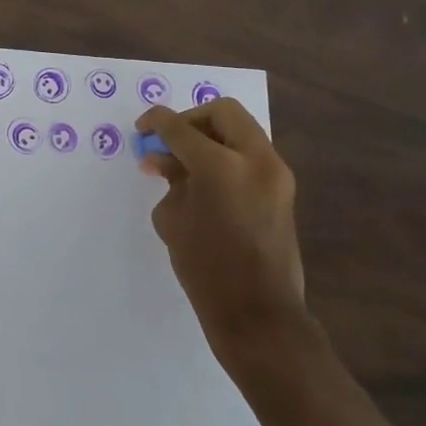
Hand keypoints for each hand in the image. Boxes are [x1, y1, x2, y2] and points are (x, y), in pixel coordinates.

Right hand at [137, 98, 308, 357]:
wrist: (258, 313)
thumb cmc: (206, 268)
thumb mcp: (173, 220)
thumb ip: (169, 180)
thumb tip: (163, 161)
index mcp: (221, 165)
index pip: (180, 128)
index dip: (156, 122)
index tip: (142, 128)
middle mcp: (255, 159)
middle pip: (223, 112)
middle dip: (191, 120)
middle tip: (170, 141)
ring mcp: (276, 174)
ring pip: (242, 131)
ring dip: (212, 137)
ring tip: (184, 165)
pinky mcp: (284, 190)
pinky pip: (252, 155)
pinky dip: (227, 156)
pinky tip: (205, 181)